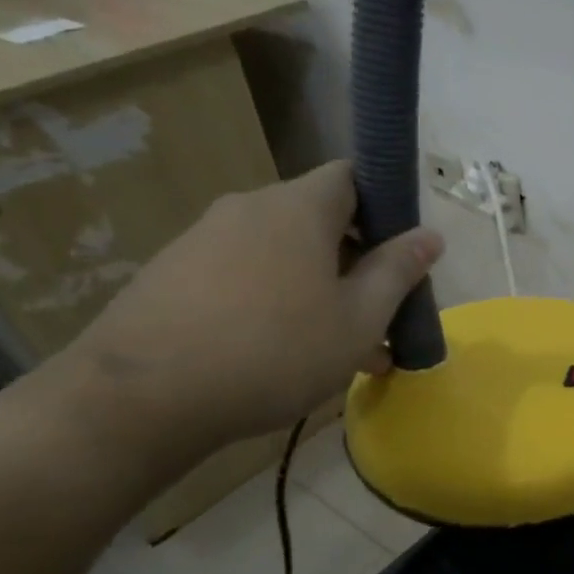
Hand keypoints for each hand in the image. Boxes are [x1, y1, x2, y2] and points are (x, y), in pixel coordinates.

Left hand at [52, 161, 443, 470]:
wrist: (142, 397)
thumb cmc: (275, 351)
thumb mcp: (357, 319)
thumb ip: (397, 272)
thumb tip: (430, 235)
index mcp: (298, 207)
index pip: (353, 177)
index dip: (385, 207)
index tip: (401, 256)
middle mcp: (249, 208)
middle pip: (318, 221)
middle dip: (357, 263)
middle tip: (380, 317)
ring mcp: (204, 240)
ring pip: (283, 256)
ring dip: (319, 291)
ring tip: (342, 351)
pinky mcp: (173, 275)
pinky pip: (244, 277)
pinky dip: (275, 303)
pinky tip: (285, 357)